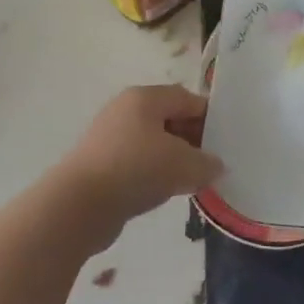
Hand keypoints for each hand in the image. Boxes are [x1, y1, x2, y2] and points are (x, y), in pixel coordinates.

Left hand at [52, 85, 223, 248]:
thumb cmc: (135, 170)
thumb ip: (207, 163)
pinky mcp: (99, 163)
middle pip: (169, 118)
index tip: (225, 142)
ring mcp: (109, 136)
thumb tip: (215, 166)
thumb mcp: (184, 165)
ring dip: (173, 159)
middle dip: (192, 140)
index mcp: (145, 97)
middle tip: (210, 164)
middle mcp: (125, 109)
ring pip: (153, 142)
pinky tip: (162, 192)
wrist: (78, 205)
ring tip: (189, 181)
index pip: (187, 98)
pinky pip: (136, 162)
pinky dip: (152, 173)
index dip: (209, 118)